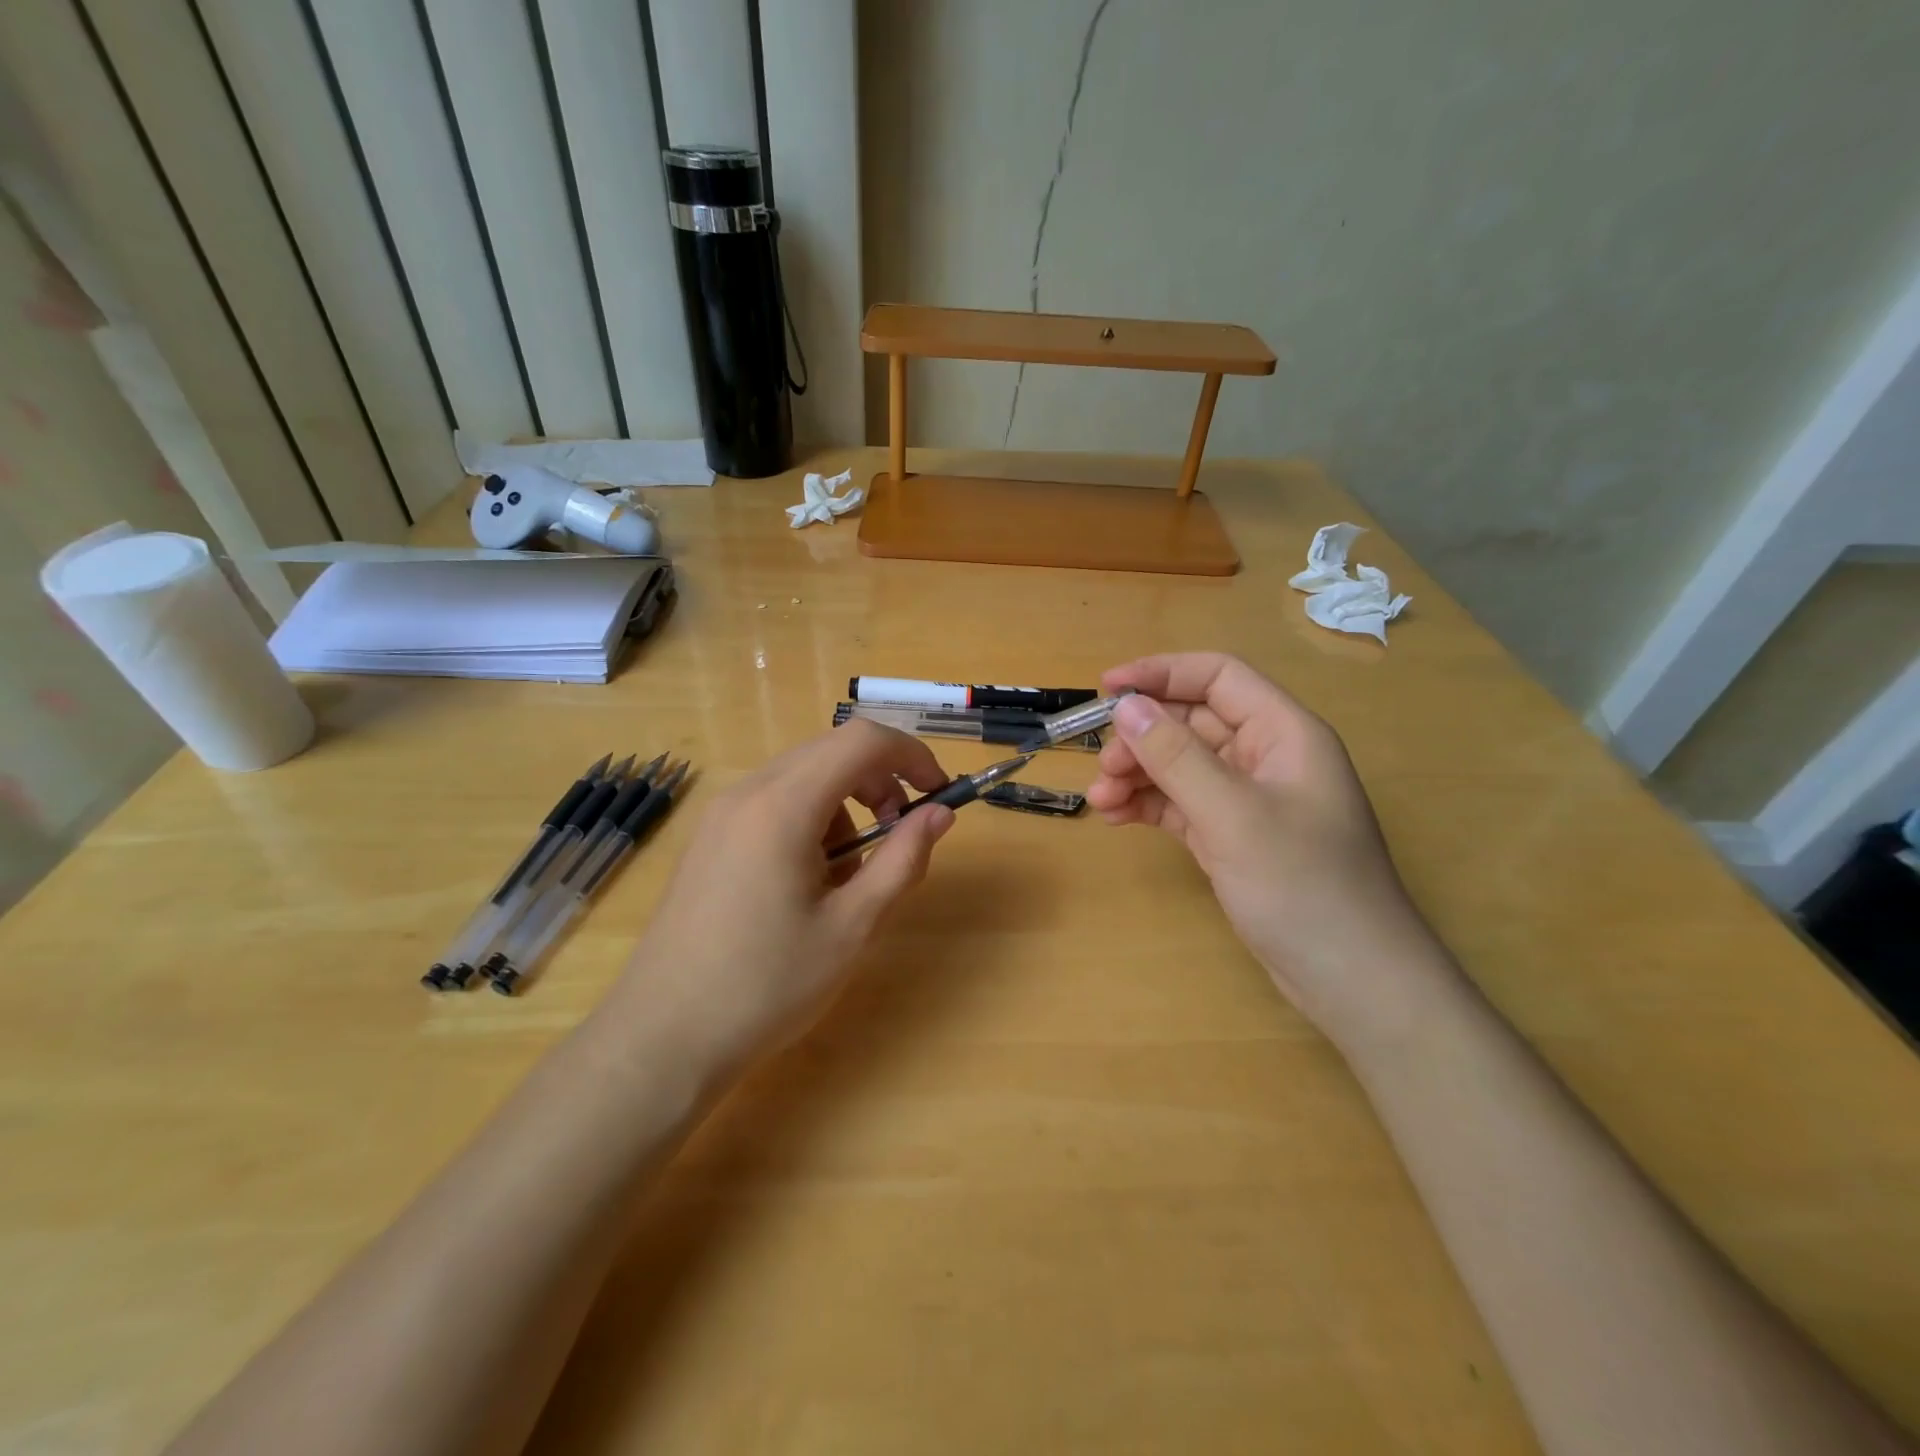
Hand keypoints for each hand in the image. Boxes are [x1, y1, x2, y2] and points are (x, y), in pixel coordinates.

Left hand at [611, 720, 955, 1076]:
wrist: (663, 1037)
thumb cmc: (766, 985)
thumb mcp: (852, 927)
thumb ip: (902, 861)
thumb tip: (940, 814)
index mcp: (783, 806)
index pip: (862, 741)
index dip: (912, 755)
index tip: (939, 795)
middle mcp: (748, 792)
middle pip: (832, 751)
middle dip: (881, 780)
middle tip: (901, 835)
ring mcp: (722, 813)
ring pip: (804, 776)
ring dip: (846, 805)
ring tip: (849, 876)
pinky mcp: (710, 837)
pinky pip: (775, 802)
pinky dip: (811, 820)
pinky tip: (808, 881)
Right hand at [1088, 653, 1458, 1048]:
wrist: (1353, 981)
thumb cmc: (1302, 886)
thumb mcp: (1232, 814)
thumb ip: (1176, 756)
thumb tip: (1125, 707)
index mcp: (1284, 732)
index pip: (1218, 677)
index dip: (1162, 674)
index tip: (1107, 688)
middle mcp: (1266, 757)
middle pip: (1193, 722)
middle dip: (1142, 738)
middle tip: (1102, 768)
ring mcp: (1250, 799)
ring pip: (1182, 765)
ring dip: (1139, 774)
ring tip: (1100, 801)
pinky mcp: (1234, 836)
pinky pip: (1182, 804)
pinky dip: (1149, 805)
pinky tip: (1118, 817)